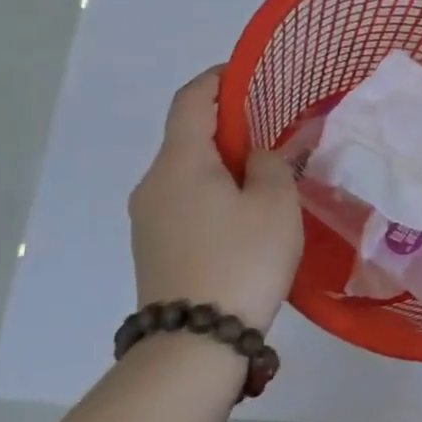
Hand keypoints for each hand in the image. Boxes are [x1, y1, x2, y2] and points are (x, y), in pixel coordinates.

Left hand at [129, 66, 303, 328]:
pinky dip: (212, 190)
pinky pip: (183, 199)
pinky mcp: (153, 247)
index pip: (192, 99)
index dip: (220, 78)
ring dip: (221, 162)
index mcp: (179, 162)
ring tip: (265, 173)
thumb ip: (270, 164)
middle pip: (187, 134)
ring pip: (186, 170)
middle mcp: (152, 183)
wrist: (193, 346)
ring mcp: (147, 218)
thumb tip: (252, 158)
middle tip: (273, 129)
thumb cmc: (241, 261)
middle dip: (229, 124)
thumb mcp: (275, 203)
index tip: (252, 75)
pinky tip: (244, 212)